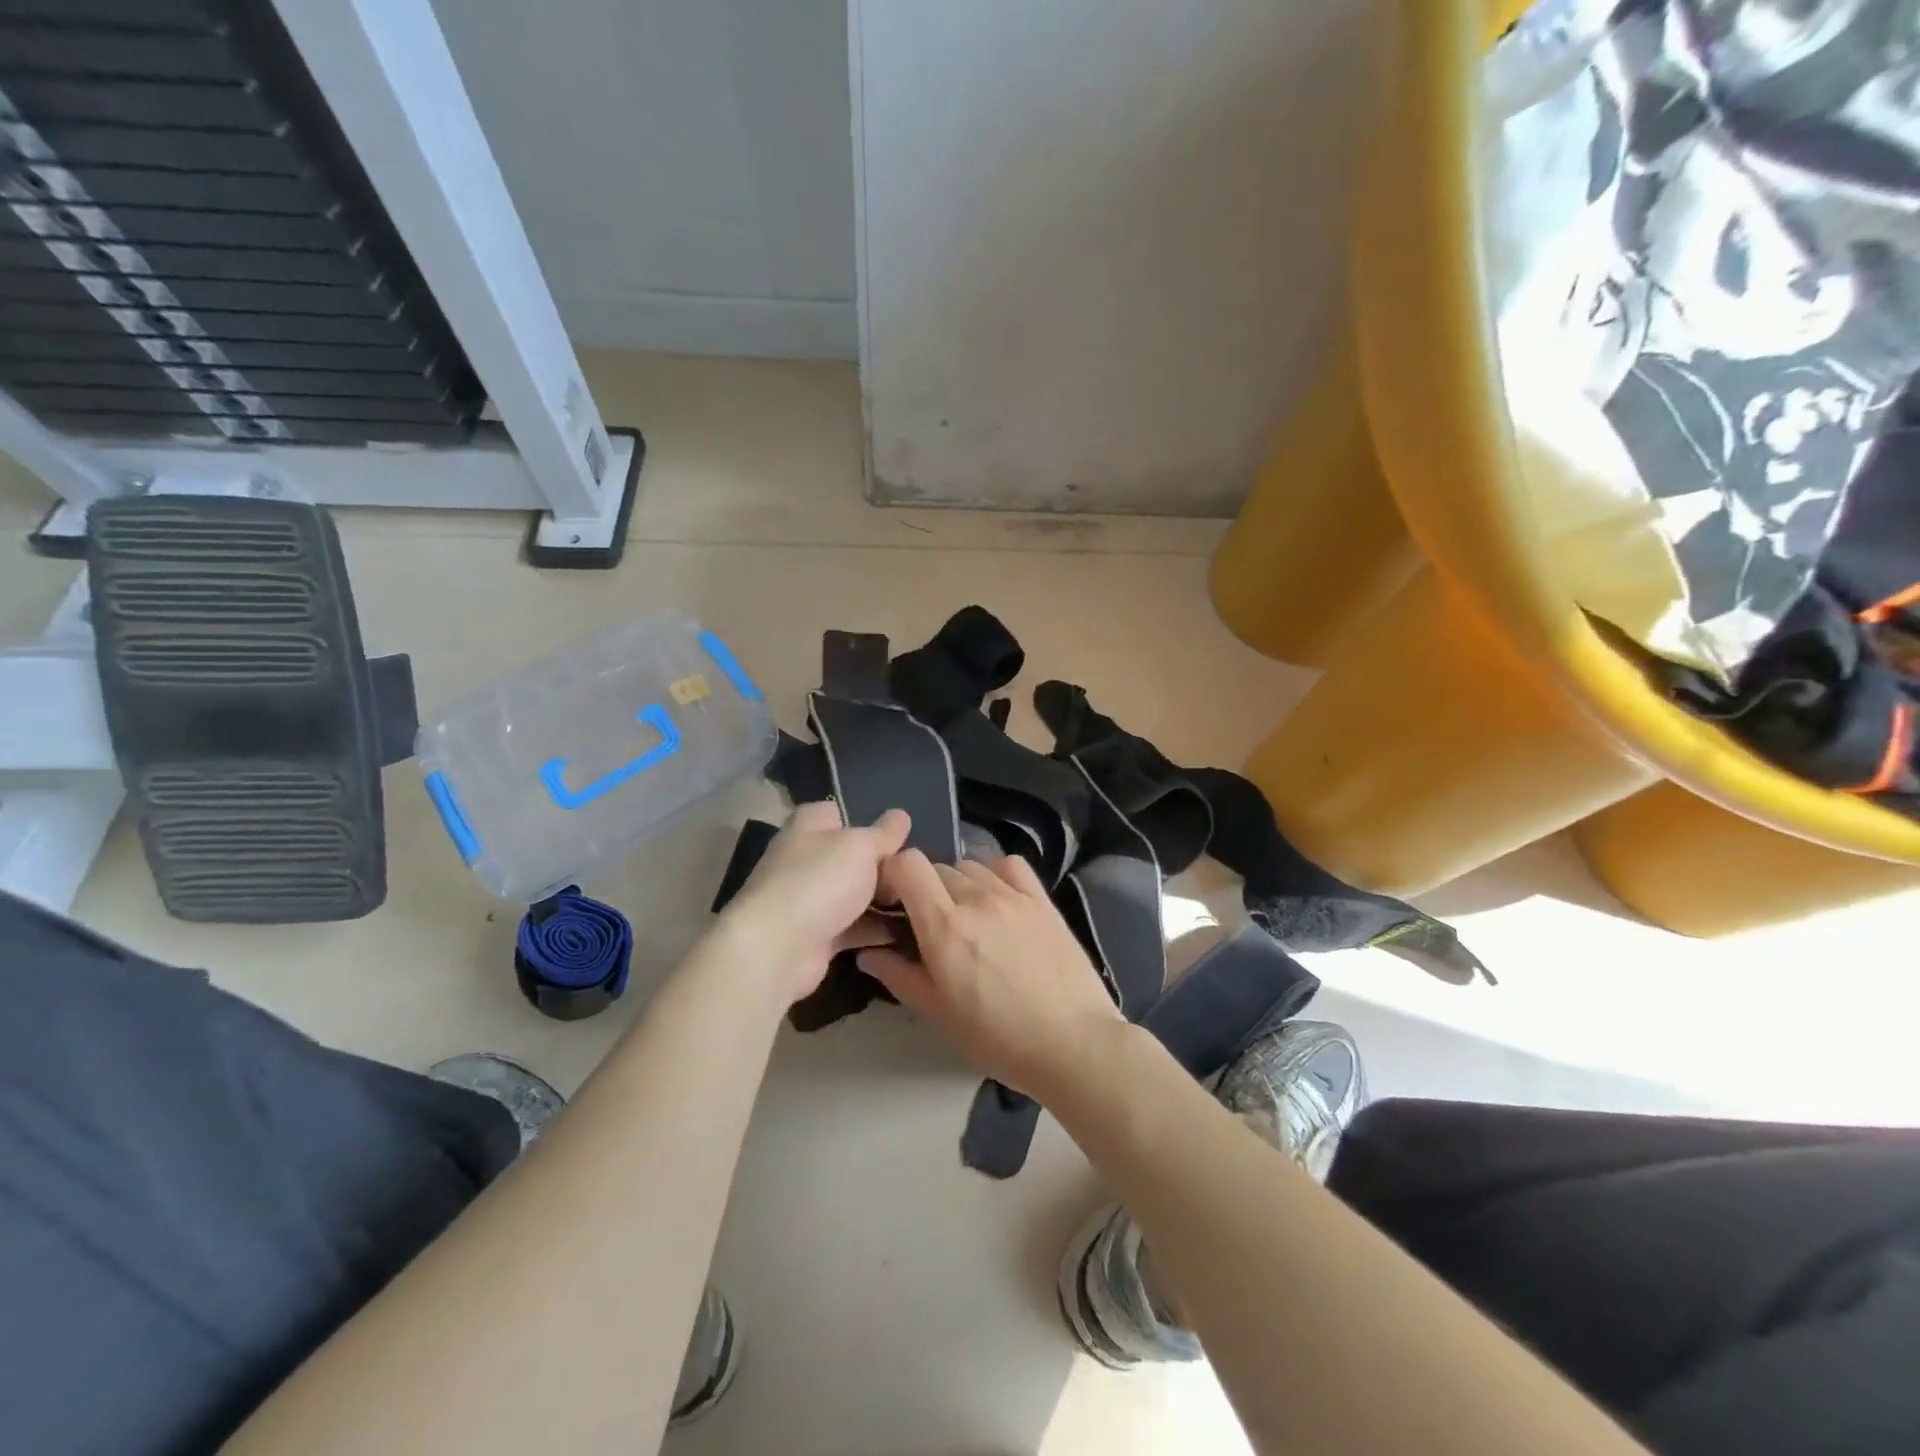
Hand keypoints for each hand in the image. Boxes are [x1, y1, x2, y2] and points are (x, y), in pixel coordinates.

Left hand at [721, 802, 911, 1001]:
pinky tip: (911, 930)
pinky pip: (854, 927)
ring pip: (854, 893)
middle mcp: (805, 859)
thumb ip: (884, 833)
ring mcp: (809, 899)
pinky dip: (877, 930)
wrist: (778, 948)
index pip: (838, 812)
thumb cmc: (819, 881)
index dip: (868, 819)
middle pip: (850, 855)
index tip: (900, 833)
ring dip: (884, 900)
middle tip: (919, 870)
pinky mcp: (817, 936)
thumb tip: (901, 815)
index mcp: (808, 826)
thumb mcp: (861, 846)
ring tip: (923, 900)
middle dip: (884, 863)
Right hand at [857, 850, 1122, 1103]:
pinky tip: (998, 900)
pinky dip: (996, 874)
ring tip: (966, 916)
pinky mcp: (1043, 900)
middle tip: (929, 924)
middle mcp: (977, 899)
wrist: (1073, 1044)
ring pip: (971, 866)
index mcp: (945, 927)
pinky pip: (1011, 866)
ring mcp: (1014, 896)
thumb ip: (899, 976)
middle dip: (924, 888)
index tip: (892, 901)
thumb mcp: (939, 1014)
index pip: (908, 864)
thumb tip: (868, 952)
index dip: (893, 875)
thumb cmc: (998, 1038)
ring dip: (958, 883)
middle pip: (937, 867)